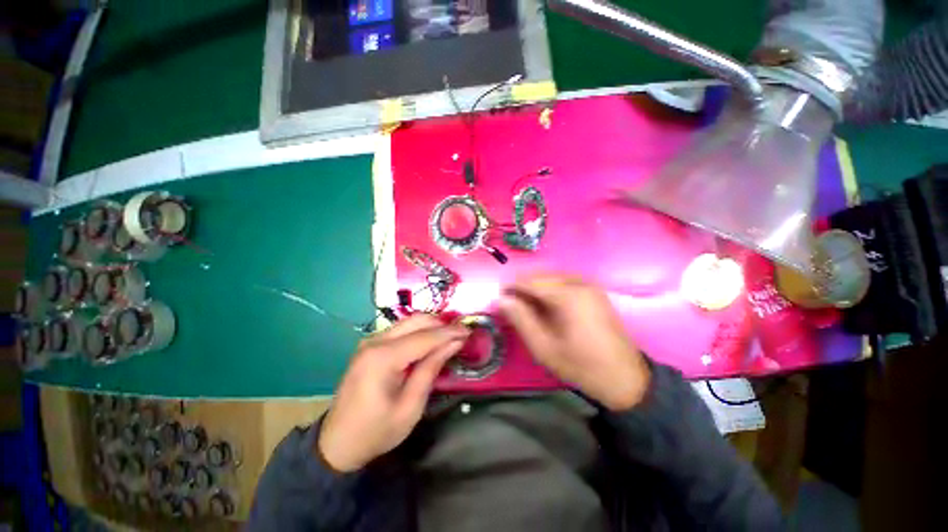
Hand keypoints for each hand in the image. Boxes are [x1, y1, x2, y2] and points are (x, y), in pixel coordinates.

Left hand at [318, 314, 469, 471]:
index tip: (469, 332)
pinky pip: (401, 329)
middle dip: (442, 324)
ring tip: (449, 338)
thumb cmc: (376, 431)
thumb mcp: (410, 407)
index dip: (450, 333)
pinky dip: (419, 331)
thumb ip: (431, 369)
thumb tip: (454, 343)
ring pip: (409, 321)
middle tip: (461, 335)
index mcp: (383, 358)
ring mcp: (371, 341)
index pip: (425, 337)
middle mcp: (375, 341)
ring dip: (431, 326)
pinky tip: (430, 342)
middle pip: (416, 320)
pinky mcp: (370, 345)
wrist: (336, 443)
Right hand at [500, 274, 649, 410]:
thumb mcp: (544, 347)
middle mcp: (579, 282)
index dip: (511, 286)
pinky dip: (549, 289)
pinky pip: (564, 281)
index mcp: (567, 295)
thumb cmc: (581, 365)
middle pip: (541, 275)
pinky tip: (546, 303)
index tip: (498, 297)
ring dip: (535, 287)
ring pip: (552, 277)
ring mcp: (589, 285)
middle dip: (522, 286)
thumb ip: (520, 319)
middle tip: (510, 303)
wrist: (625, 378)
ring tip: (525, 304)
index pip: (530, 281)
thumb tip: (501, 299)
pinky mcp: (594, 291)